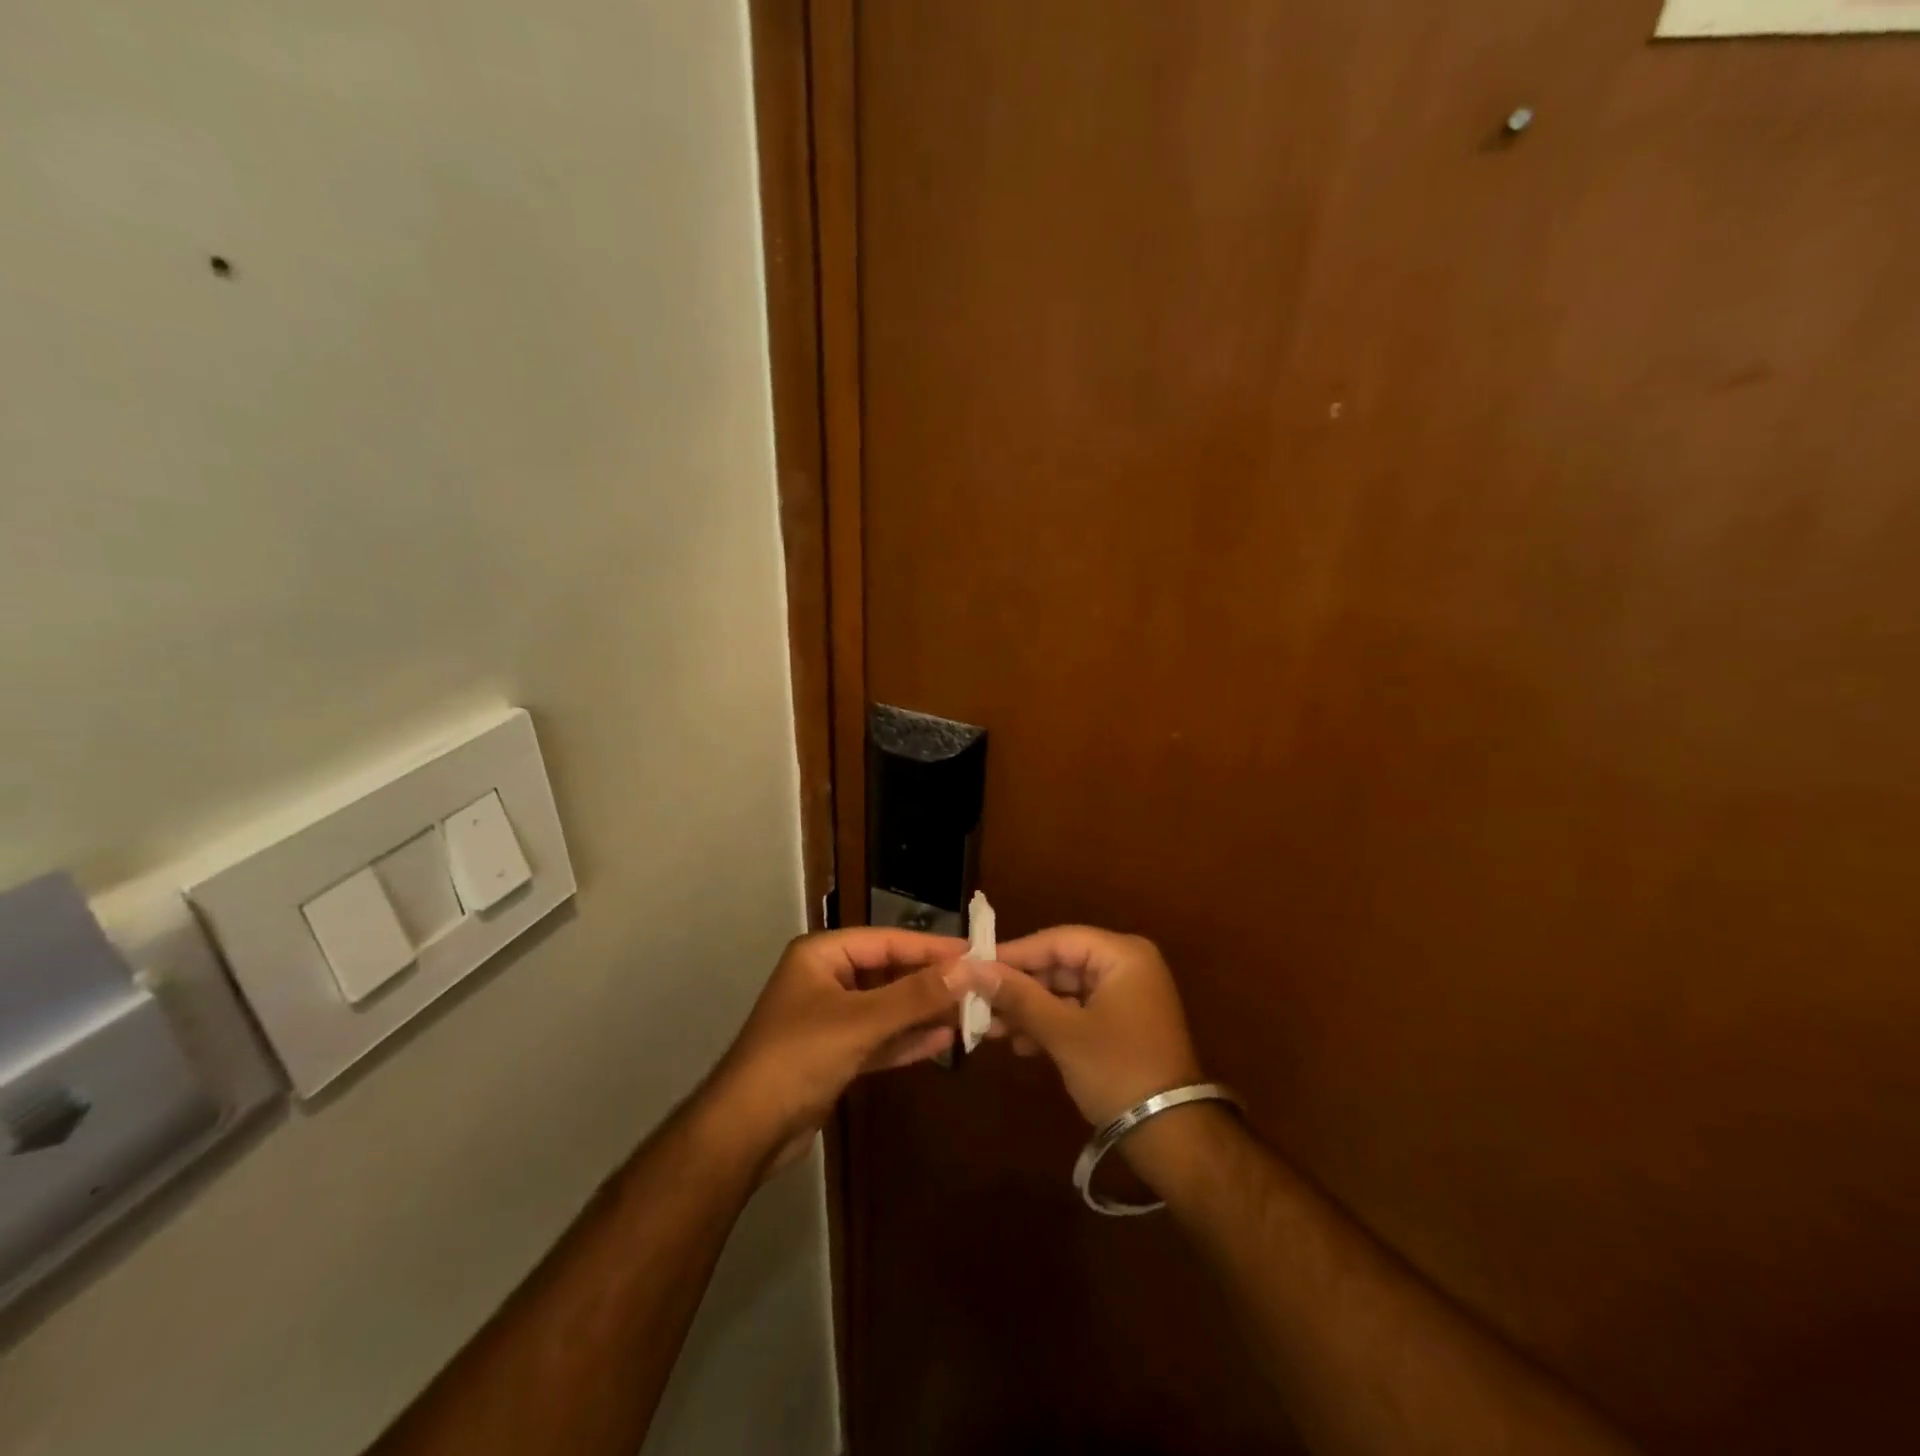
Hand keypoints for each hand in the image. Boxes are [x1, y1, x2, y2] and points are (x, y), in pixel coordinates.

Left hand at [707, 928, 984, 1174]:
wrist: (745, 1132)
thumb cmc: (799, 1058)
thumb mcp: (861, 1021)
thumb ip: (915, 995)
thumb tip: (968, 969)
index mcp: (822, 955)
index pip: (888, 941)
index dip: (932, 947)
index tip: (975, 953)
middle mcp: (826, 979)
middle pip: (889, 973)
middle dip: (931, 983)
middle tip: (979, 986)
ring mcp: (830, 1018)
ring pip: (887, 1007)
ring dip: (923, 1012)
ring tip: (969, 1012)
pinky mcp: (834, 1054)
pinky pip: (879, 1038)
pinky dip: (907, 1040)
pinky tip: (943, 1040)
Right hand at [983, 926, 1202, 1127]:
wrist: (1172, 1136)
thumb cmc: (1117, 1070)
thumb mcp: (1062, 1032)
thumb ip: (1018, 996)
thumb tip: (972, 969)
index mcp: (1123, 955)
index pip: (1057, 940)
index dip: (1014, 953)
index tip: (974, 966)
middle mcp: (1127, 966)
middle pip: (1060, 965)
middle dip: (1020, 988)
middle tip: (978, 1001)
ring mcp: (1127, 996)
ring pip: (1065, 991)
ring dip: (1030, 1010)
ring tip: (990, 1029)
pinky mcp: (1122, 1024)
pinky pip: (1078, 1012)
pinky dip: (1050, 1025)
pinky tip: (1019, 1045)